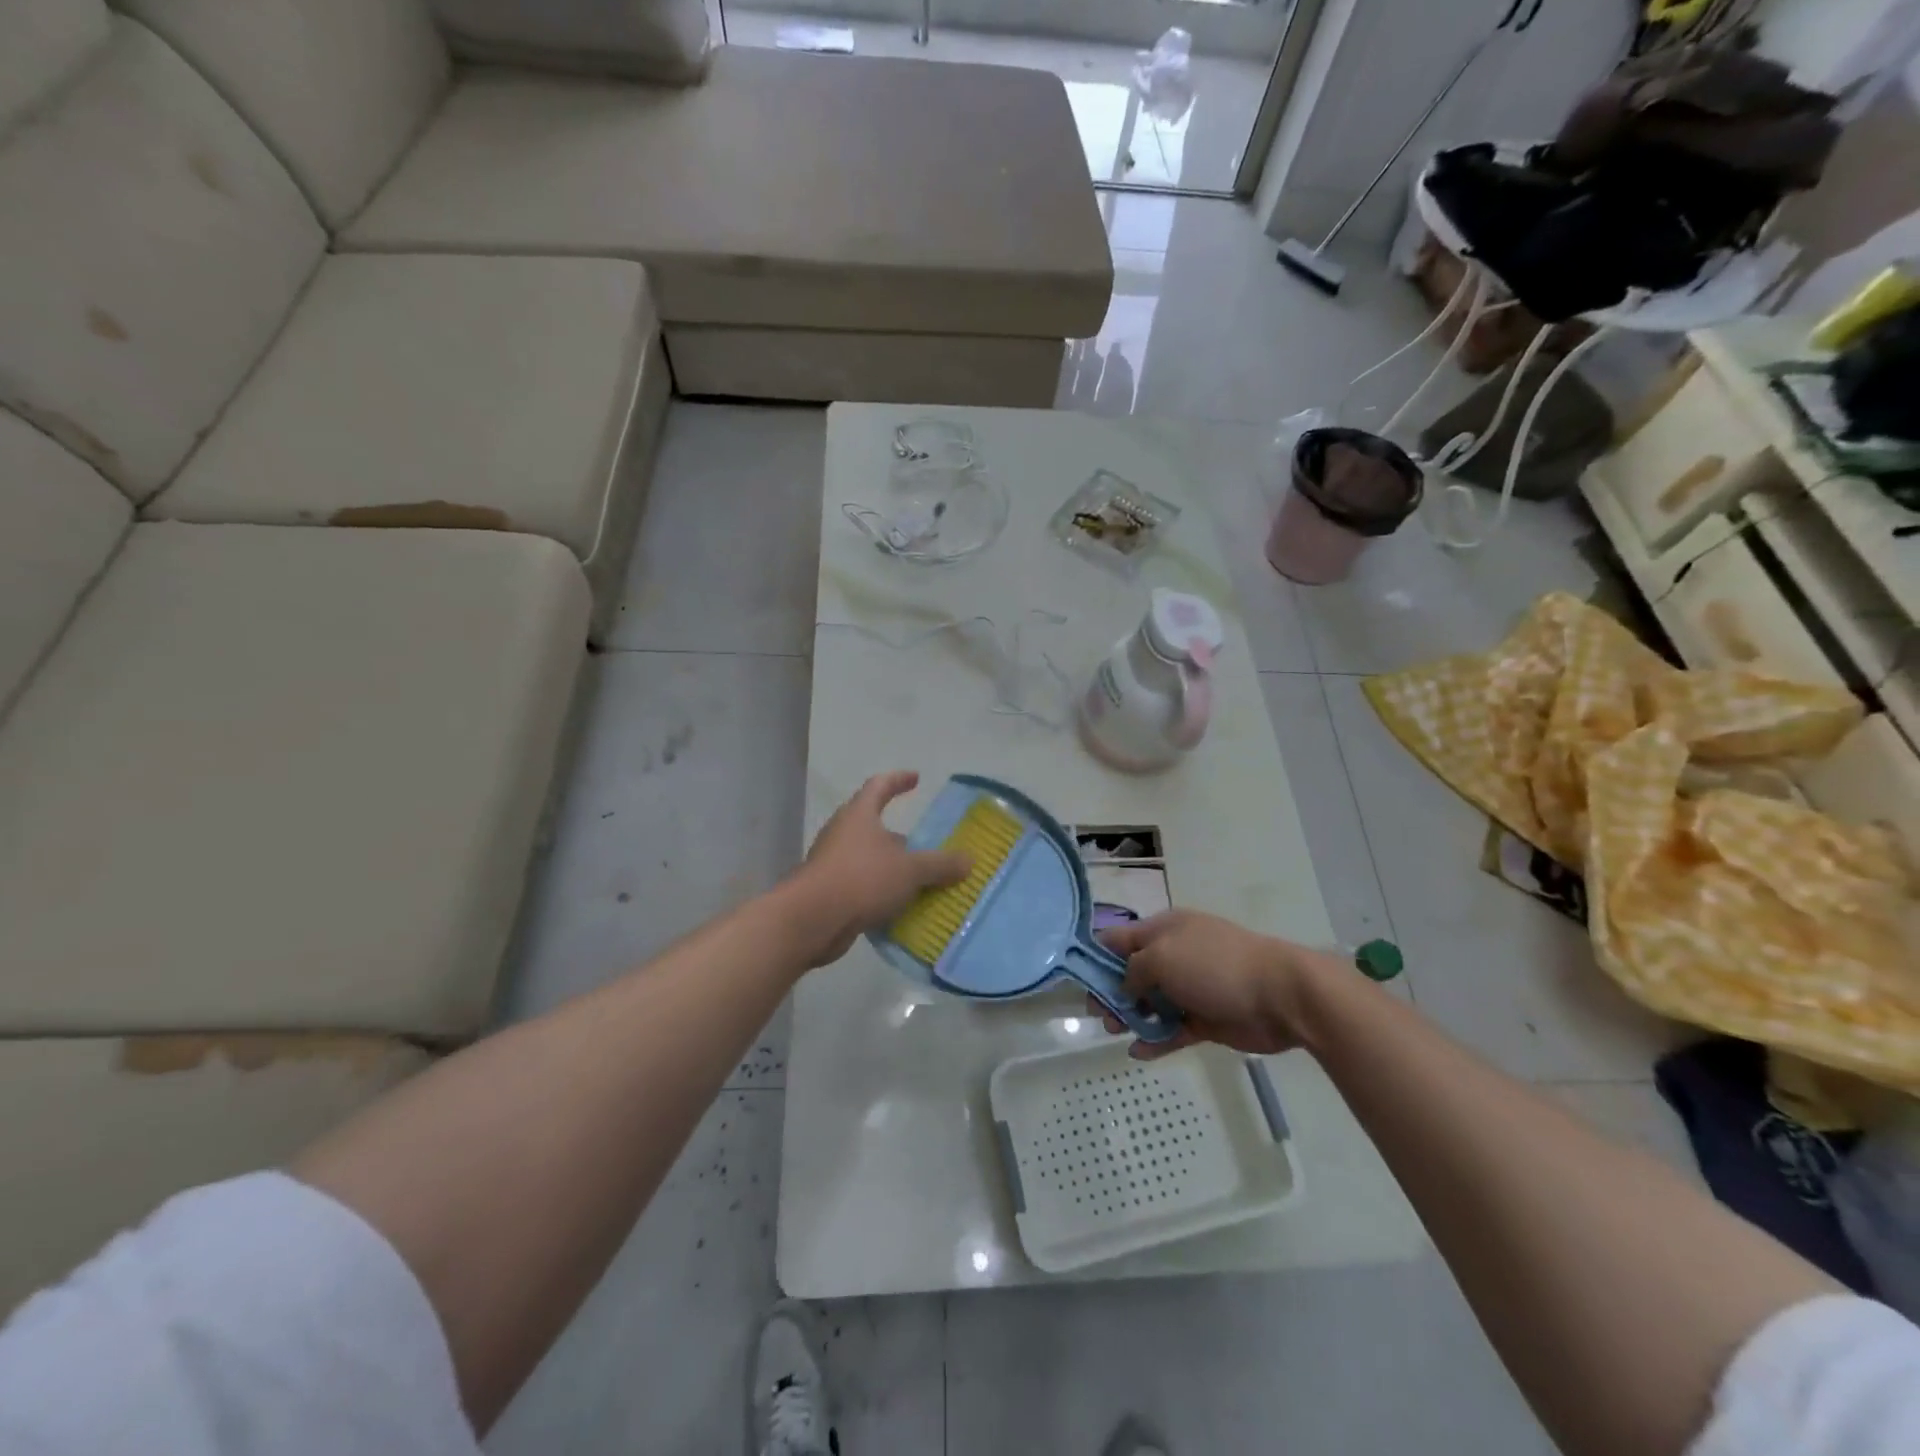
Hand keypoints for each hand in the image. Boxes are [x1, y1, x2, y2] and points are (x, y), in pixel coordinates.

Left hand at [784, 771, 971, 966]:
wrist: (812, 920)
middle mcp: (843, 833)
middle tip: (925, 845)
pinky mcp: (829, 892)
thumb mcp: (910, 870)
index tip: (916, 779)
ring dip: (892, 867)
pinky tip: (901, 907)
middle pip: (873, 826)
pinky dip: (881, 893)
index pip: (880, 786)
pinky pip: (862, 886)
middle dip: (900, 836)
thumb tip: (968, 860)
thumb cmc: (862, 879)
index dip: (898, 780)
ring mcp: (832, 863)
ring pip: (869, 859)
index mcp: (859, 815)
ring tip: (919, 880)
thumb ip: (940, 864)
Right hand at [1092, 910, 1324, 1059]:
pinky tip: (1138, 1052)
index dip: (1097, 957)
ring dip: (1131, 1017)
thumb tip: (1125, 985)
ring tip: (1117, 1032)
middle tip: (1100, 1016)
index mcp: (1163, 930)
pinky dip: (1155, 1040)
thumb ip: (1133, 969)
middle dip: (1111, 993)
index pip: (1119, 938)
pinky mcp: (1206, 1019)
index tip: (1079, 982)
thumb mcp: (1162, 956)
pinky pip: (1172, 1030)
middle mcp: (1174, 955)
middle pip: (1131, 973)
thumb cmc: (1215, 966)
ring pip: (1150, 1003)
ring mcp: (1191, 988)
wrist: (1281, 996)